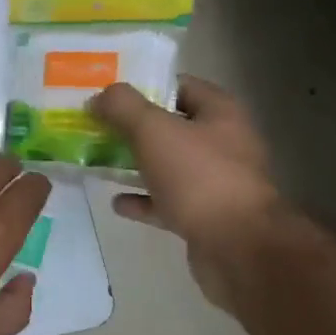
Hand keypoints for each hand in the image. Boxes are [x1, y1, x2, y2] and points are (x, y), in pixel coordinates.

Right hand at [91, 76, 284, 305]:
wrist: (238, 248)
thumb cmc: (198, 177)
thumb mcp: (153, 130)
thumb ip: (123, 107)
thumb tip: (99, 95)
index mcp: (220, 113)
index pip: (181, 86)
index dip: (146, 86)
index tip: (111, 94)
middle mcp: (223, 143)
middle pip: (172, 127)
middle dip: (134, 128)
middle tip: (97, 127)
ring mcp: (216, 183)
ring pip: (168, 165)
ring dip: (136, 164)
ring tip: (99, 162)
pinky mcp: (206, 217)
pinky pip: (167, 202)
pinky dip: (143, 200)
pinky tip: (117, 203)